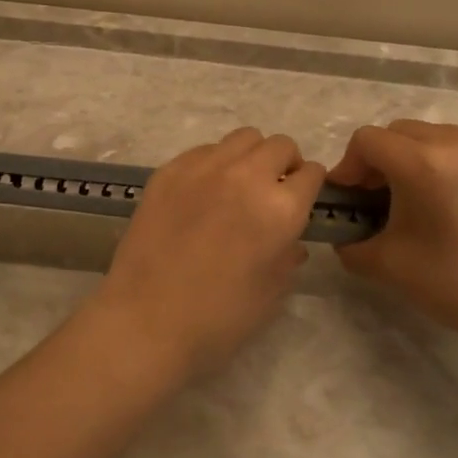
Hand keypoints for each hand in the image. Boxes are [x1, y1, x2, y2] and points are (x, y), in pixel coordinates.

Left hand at [91, 128, 325, 380]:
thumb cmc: (218, 318)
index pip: (311, 174)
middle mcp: (246, 176)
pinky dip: (215, 163)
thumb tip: (291, 240)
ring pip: (242, 138)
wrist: (146, 319)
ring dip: (251, 157)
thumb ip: (288, 256)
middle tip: (273, 191)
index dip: (310, 186)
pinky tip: (203, 193)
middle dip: (285, 164)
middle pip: (280, 145)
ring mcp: (204, 168)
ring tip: (239, 185)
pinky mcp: (169, 170)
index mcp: (280, 209)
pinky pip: (204, 150)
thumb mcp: (271, 293)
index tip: (302, 199)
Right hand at [328, 121, 457, 353]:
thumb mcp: (386, 266)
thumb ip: (350, 242)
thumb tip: (344, 232)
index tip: (353, 196)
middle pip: (402, 132)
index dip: (350, 166)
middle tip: (384, 197)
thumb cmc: (454, 285)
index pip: (367, 140)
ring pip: (441, 136)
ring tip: (429, 196)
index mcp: (423, 164)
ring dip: (423, 158)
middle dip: (384, 160)